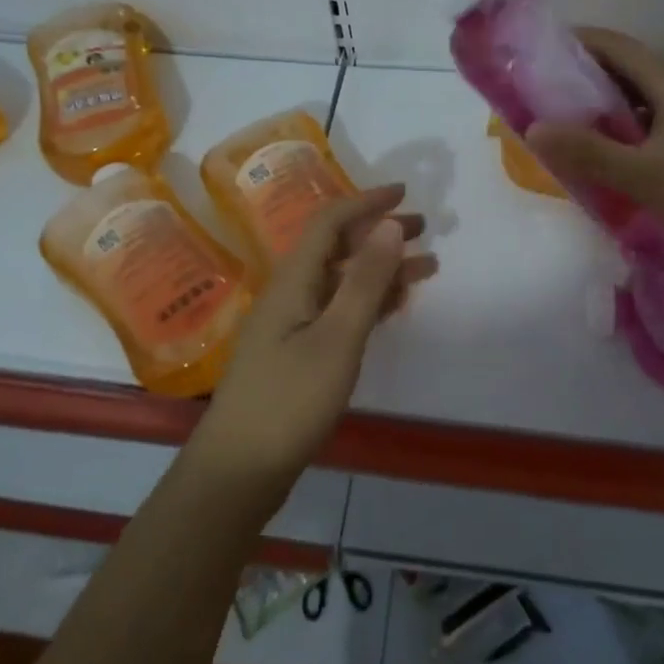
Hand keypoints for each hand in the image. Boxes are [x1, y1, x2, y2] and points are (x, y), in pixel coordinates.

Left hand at [193, 185, 436, 506]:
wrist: (238, 470)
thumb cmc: (289, 400)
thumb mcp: (337, 337)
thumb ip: (365, 281)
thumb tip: (389, 225)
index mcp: (293, 279)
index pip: (330, 222)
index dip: (366, 202)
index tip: (405, 193)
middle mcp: (290, 292)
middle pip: (337, 247)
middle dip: (379, 233)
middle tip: (424, 230)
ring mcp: (291, 323)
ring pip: (341, 280)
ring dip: (380, 269)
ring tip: (425, 268)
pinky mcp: (296, 351)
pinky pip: (338, 309)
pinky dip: (368, 301)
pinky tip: (394, 306)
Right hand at [526, 28, 663, 269]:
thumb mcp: (644, 177)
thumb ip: (589, 152)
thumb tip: (534, 128)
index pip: (617, 45)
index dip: (578, 42)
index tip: (541, 52)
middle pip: (634, 67)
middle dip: (591, 76)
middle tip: (552, 95)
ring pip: (652, 94)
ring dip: (616, 102)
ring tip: (582, 125)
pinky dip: (639, 123)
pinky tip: (629, 152)